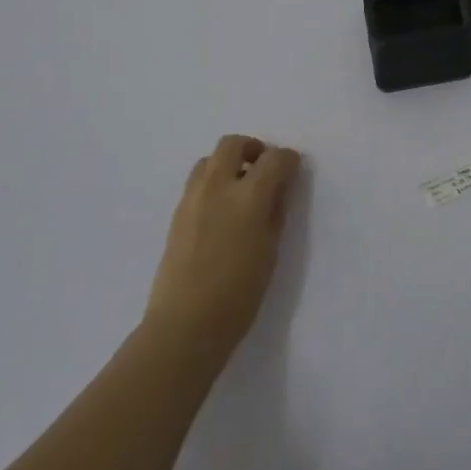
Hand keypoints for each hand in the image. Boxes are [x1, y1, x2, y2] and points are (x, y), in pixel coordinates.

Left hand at [145, 135, 300, 361]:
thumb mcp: (271, 250)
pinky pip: (197, 182)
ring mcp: (192, 198)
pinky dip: (213, 182)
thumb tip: (280, 187)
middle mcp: (218, 187)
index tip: (293, 169)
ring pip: (209, 159)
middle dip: (253, 149)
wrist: (185, 325)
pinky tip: (222, 210)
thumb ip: (276, 210)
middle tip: (264, 169)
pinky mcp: (176, 214)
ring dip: (228, 163)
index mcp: (248, 196)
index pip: (274, 158)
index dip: (288, 159)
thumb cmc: (239, 293)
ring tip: (240, 189)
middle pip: (233, 144)